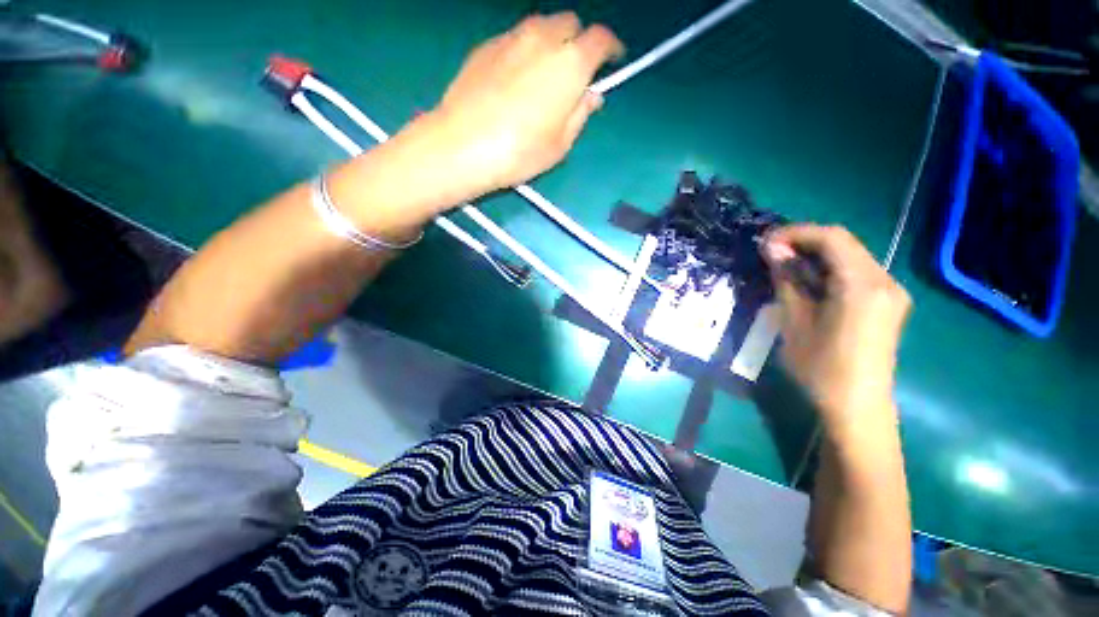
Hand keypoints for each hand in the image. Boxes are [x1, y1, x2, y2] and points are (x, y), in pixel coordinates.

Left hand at [421, 13, 622, 205]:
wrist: (463, 145)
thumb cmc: (520, 152)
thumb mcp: (561, 144)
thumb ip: (580, 113)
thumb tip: (590, 95)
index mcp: (570, 63)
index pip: (600, 39)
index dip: (611, 47)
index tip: (613, 59)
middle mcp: (543, 39)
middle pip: (570, 23)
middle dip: (578, 41)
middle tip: (574, 70)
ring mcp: (511, 37)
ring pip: (541, 26)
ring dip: (551, 42)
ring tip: (544, 73)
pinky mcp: (486, 45)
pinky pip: (515, 38)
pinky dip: (525, 50)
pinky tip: (516, 77)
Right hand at [763, 225, 911, 430]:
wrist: (857, 406)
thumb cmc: (820, 367)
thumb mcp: (795, 321)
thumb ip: (787, 280)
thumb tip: (771, 249)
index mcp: (863, 286)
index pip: (832, 238)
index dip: (795, 233)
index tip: (765, 242)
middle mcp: (884, 281)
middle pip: (843, 244)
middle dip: (804, 242)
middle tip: (770, 252)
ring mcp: (890, 292)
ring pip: (850, 256)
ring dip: (815, 255)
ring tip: (783, 265)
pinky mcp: (887, 303)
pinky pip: (856, 273)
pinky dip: (829, 269)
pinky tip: (807, 281)